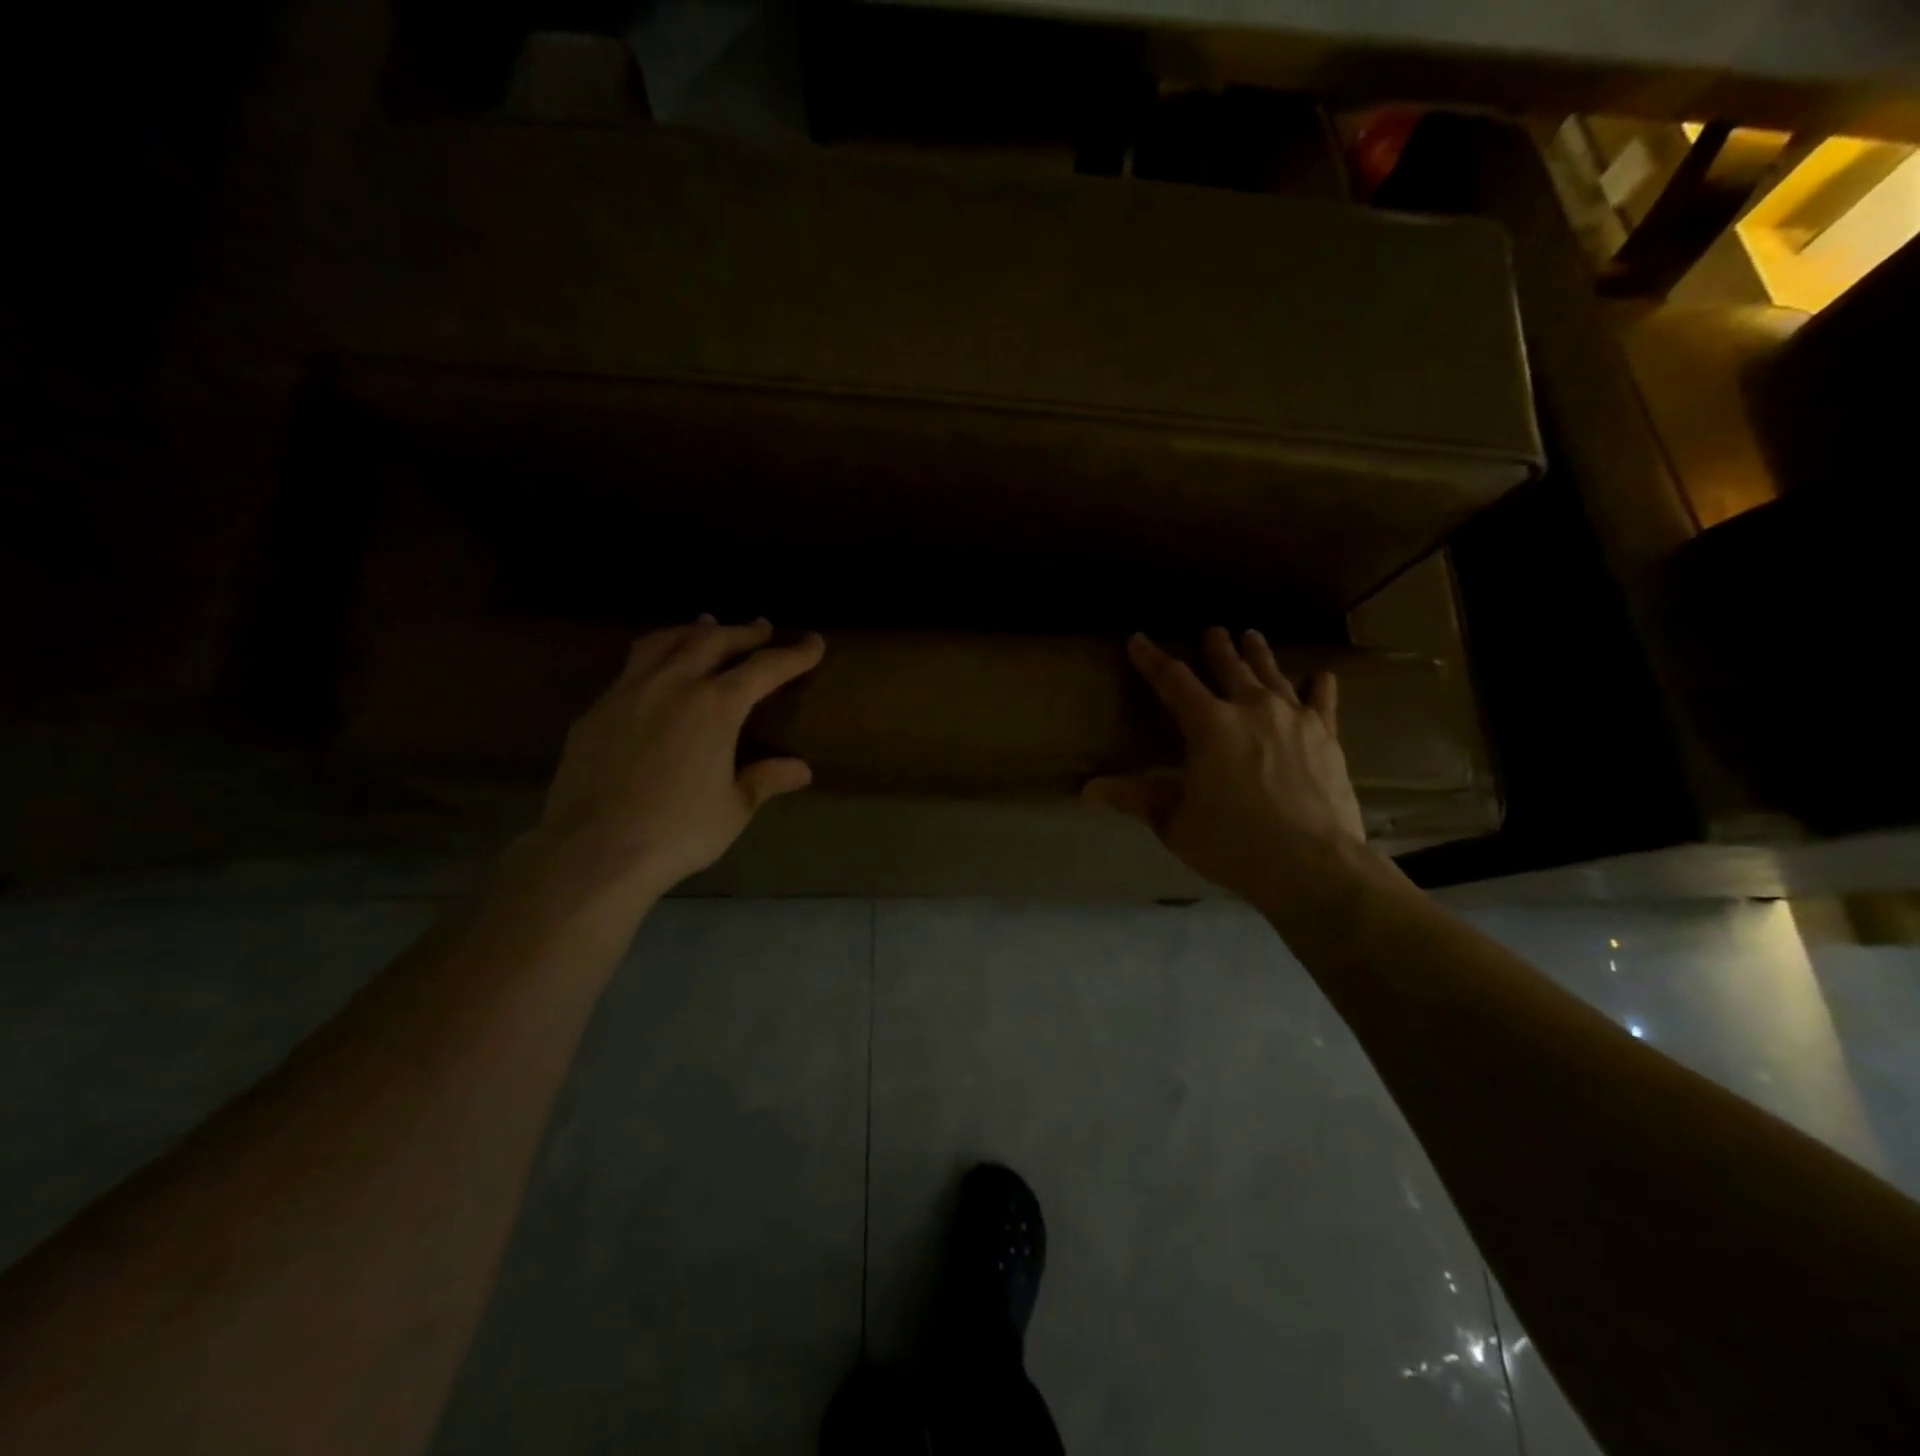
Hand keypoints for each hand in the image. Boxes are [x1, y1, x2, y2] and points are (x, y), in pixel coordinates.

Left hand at [534, 615, 824, 896]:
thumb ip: (765, 779)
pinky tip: (656, 670)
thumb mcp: (733, 808)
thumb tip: (801, 769)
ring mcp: (628, 692)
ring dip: (693, 630)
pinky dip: (655, 655)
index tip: (814, 642)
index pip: (765, 668)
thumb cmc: (677, 831)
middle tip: (762, 628)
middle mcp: (673, 685)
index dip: (794, 654)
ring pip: (665, 642)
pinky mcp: (596, 710)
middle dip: (743, 632)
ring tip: (706, 625)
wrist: (593, 849)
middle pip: (713, 640)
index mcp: (716, 706)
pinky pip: (631, 666)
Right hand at [1084, 628, 1370, 907]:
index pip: (1172, 681)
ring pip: (1273, 675)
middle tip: (1213, 631)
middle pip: (1229, 668)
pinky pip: (1322, 702)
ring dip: (1259, 655)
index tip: (1138, 639)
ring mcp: (1294, 719)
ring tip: (1252, 637)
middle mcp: (1251, 709)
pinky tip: (1322, 676)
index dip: (1151, 659)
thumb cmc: (1232, 843)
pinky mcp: (1327, 737)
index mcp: (1209, 725)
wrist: (1311, 864)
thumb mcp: (1174, 822)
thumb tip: (1088, 789)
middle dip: (1217, 648)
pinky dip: (1319, 687)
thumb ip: (1135, 799)